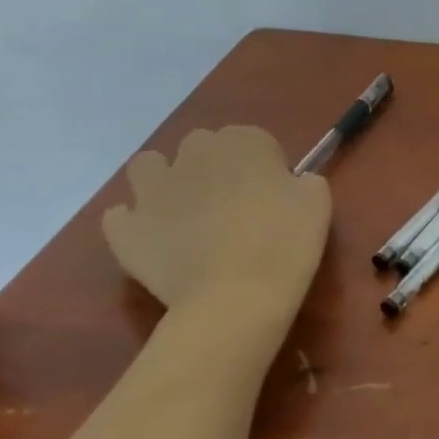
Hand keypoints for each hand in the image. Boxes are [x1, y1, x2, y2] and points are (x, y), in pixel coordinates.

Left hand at [102, 126, 331, 338]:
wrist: (236, 299)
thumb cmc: (285, 244)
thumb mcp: (317, 202)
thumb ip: (302, 181)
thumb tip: (289, 184)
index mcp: (243, 142)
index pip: (251, 139)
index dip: (261, 165)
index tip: (271, 194)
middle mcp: (194, 154)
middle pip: (200, 147)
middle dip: (211, 167)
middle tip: (230, 206)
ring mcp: (153, 190)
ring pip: (148, 166)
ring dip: (163, 181)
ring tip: (182, 213)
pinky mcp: (126, 228)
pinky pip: (121, 216)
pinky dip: (135, 223)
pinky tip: (155, 242)